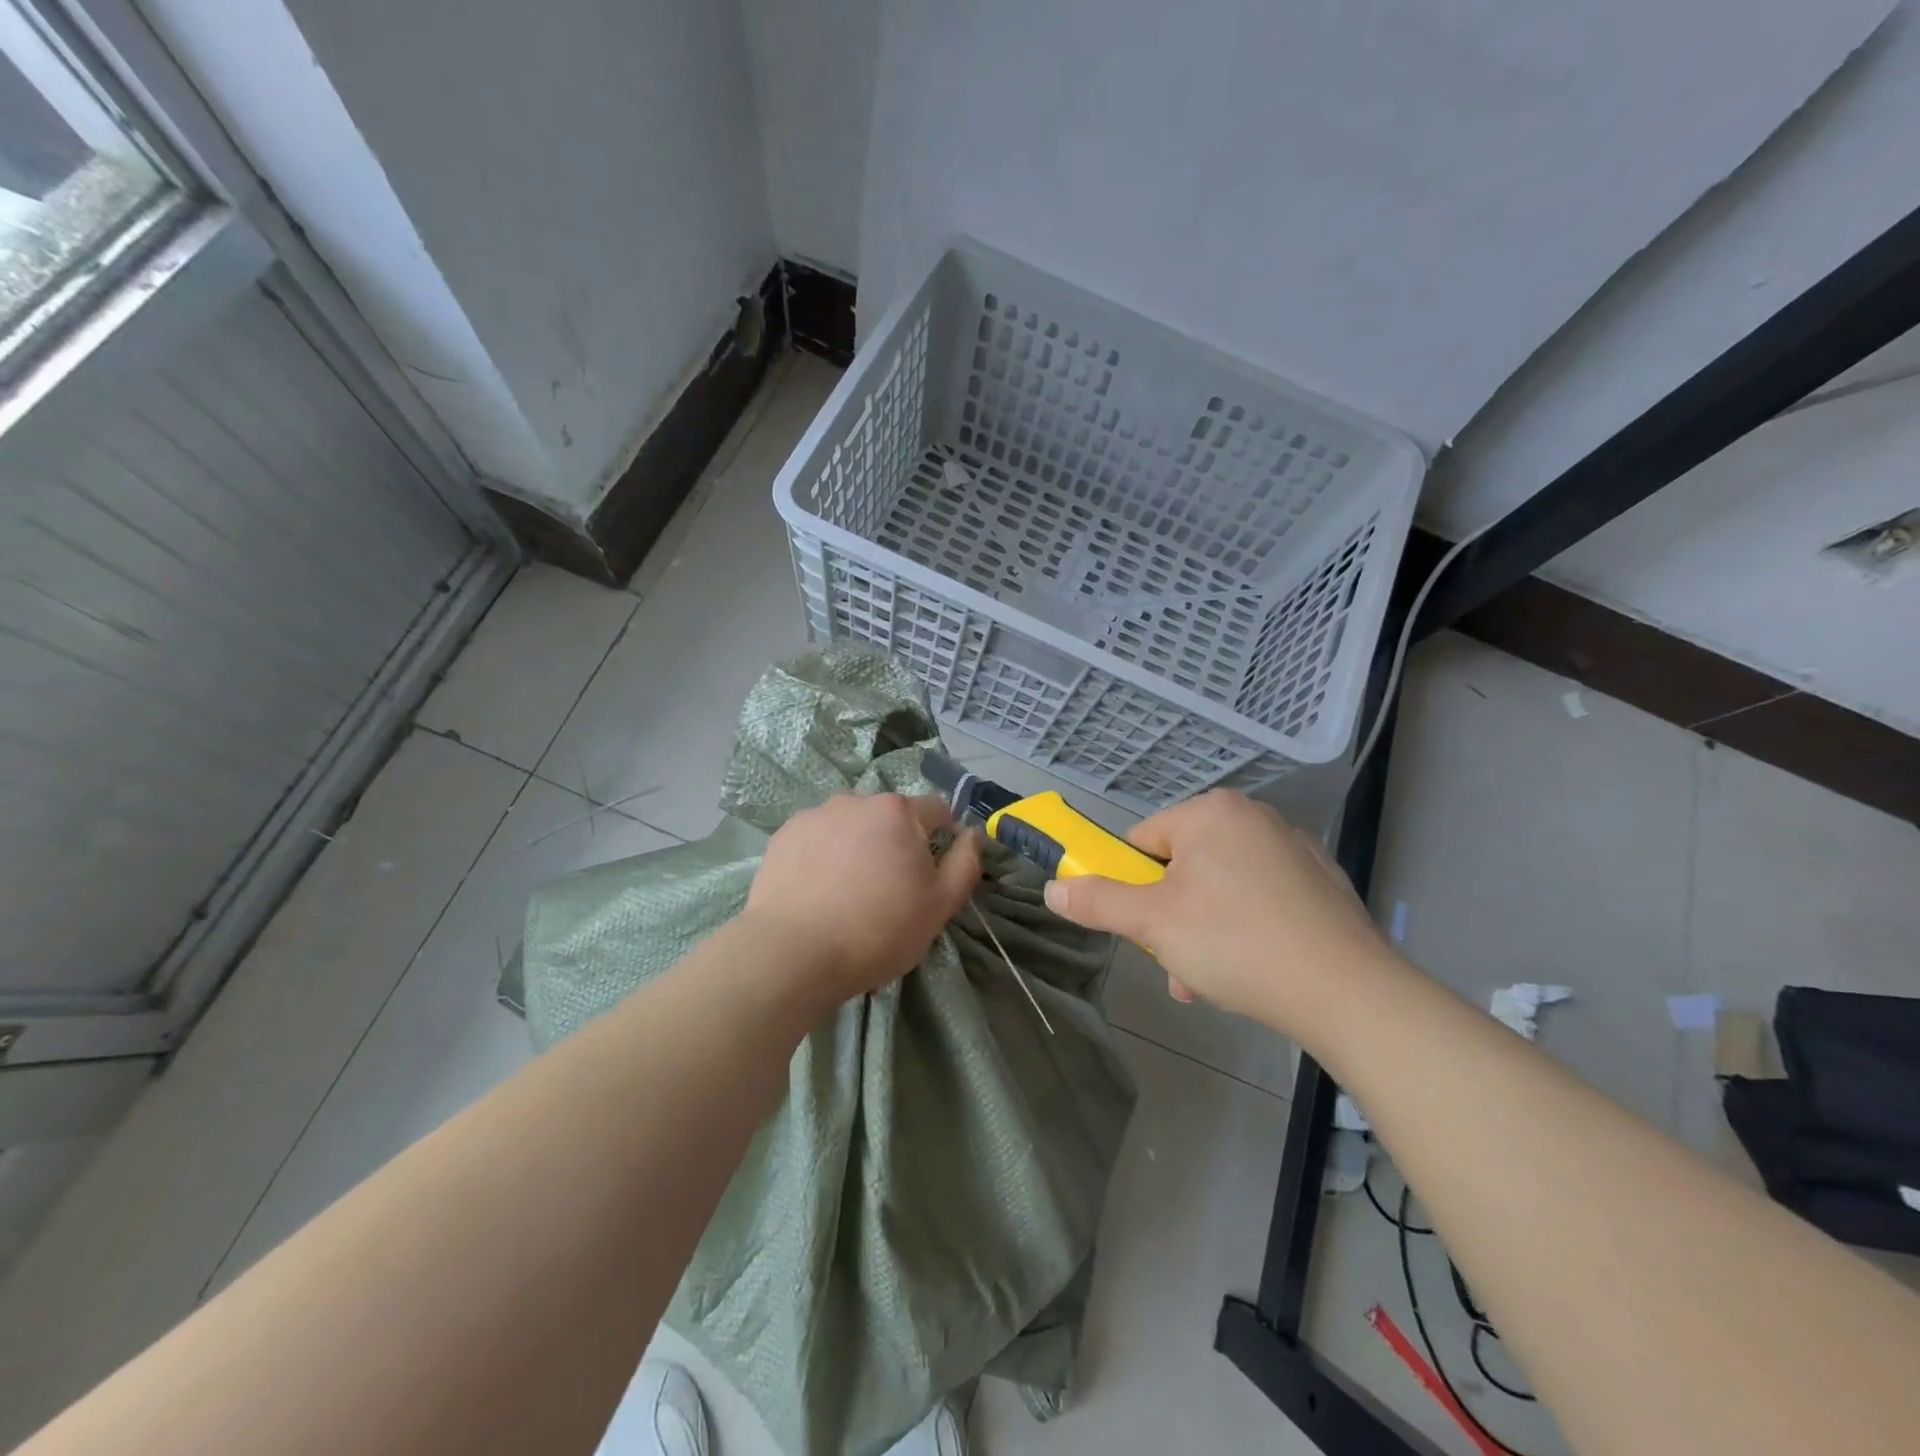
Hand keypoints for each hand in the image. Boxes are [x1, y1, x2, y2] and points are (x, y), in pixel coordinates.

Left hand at [743, 792, 982, 1003]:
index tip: (930, 875)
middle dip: (896, 842)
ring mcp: (815, 815)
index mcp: (898, 811)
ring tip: (847, 892)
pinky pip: (818, 838)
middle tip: (887, 890)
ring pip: (852, 825)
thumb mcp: (939, 906)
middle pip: (890, 816)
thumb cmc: (877, 930)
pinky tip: (818, 891)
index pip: (937, 810)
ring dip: (858, 845)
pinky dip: (824, 855)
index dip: (942, 839)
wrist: (791, 953)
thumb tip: (971, 834)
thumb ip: (965, 863)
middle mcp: (856, 800)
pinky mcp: (784, 835)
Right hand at [1042, 790, 1395, 1034]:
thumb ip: (1097, 901)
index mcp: (1212, 812)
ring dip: (1201, 933)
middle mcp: (1254, 818)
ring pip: (1219, 890)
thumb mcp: (1153, 924)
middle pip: (1181, 867)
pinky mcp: (1320, 884)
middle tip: (1173, 961)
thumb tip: (1052, 888)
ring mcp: (1293, 850)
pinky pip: (1259, 901)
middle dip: (1168, 918)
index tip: (1138, 927)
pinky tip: (1249, 974)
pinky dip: (1243, 931)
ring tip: (1208, 981)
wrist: (1349, 993)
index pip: (1142, 840)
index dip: (1129, 885)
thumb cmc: (1236, 943)